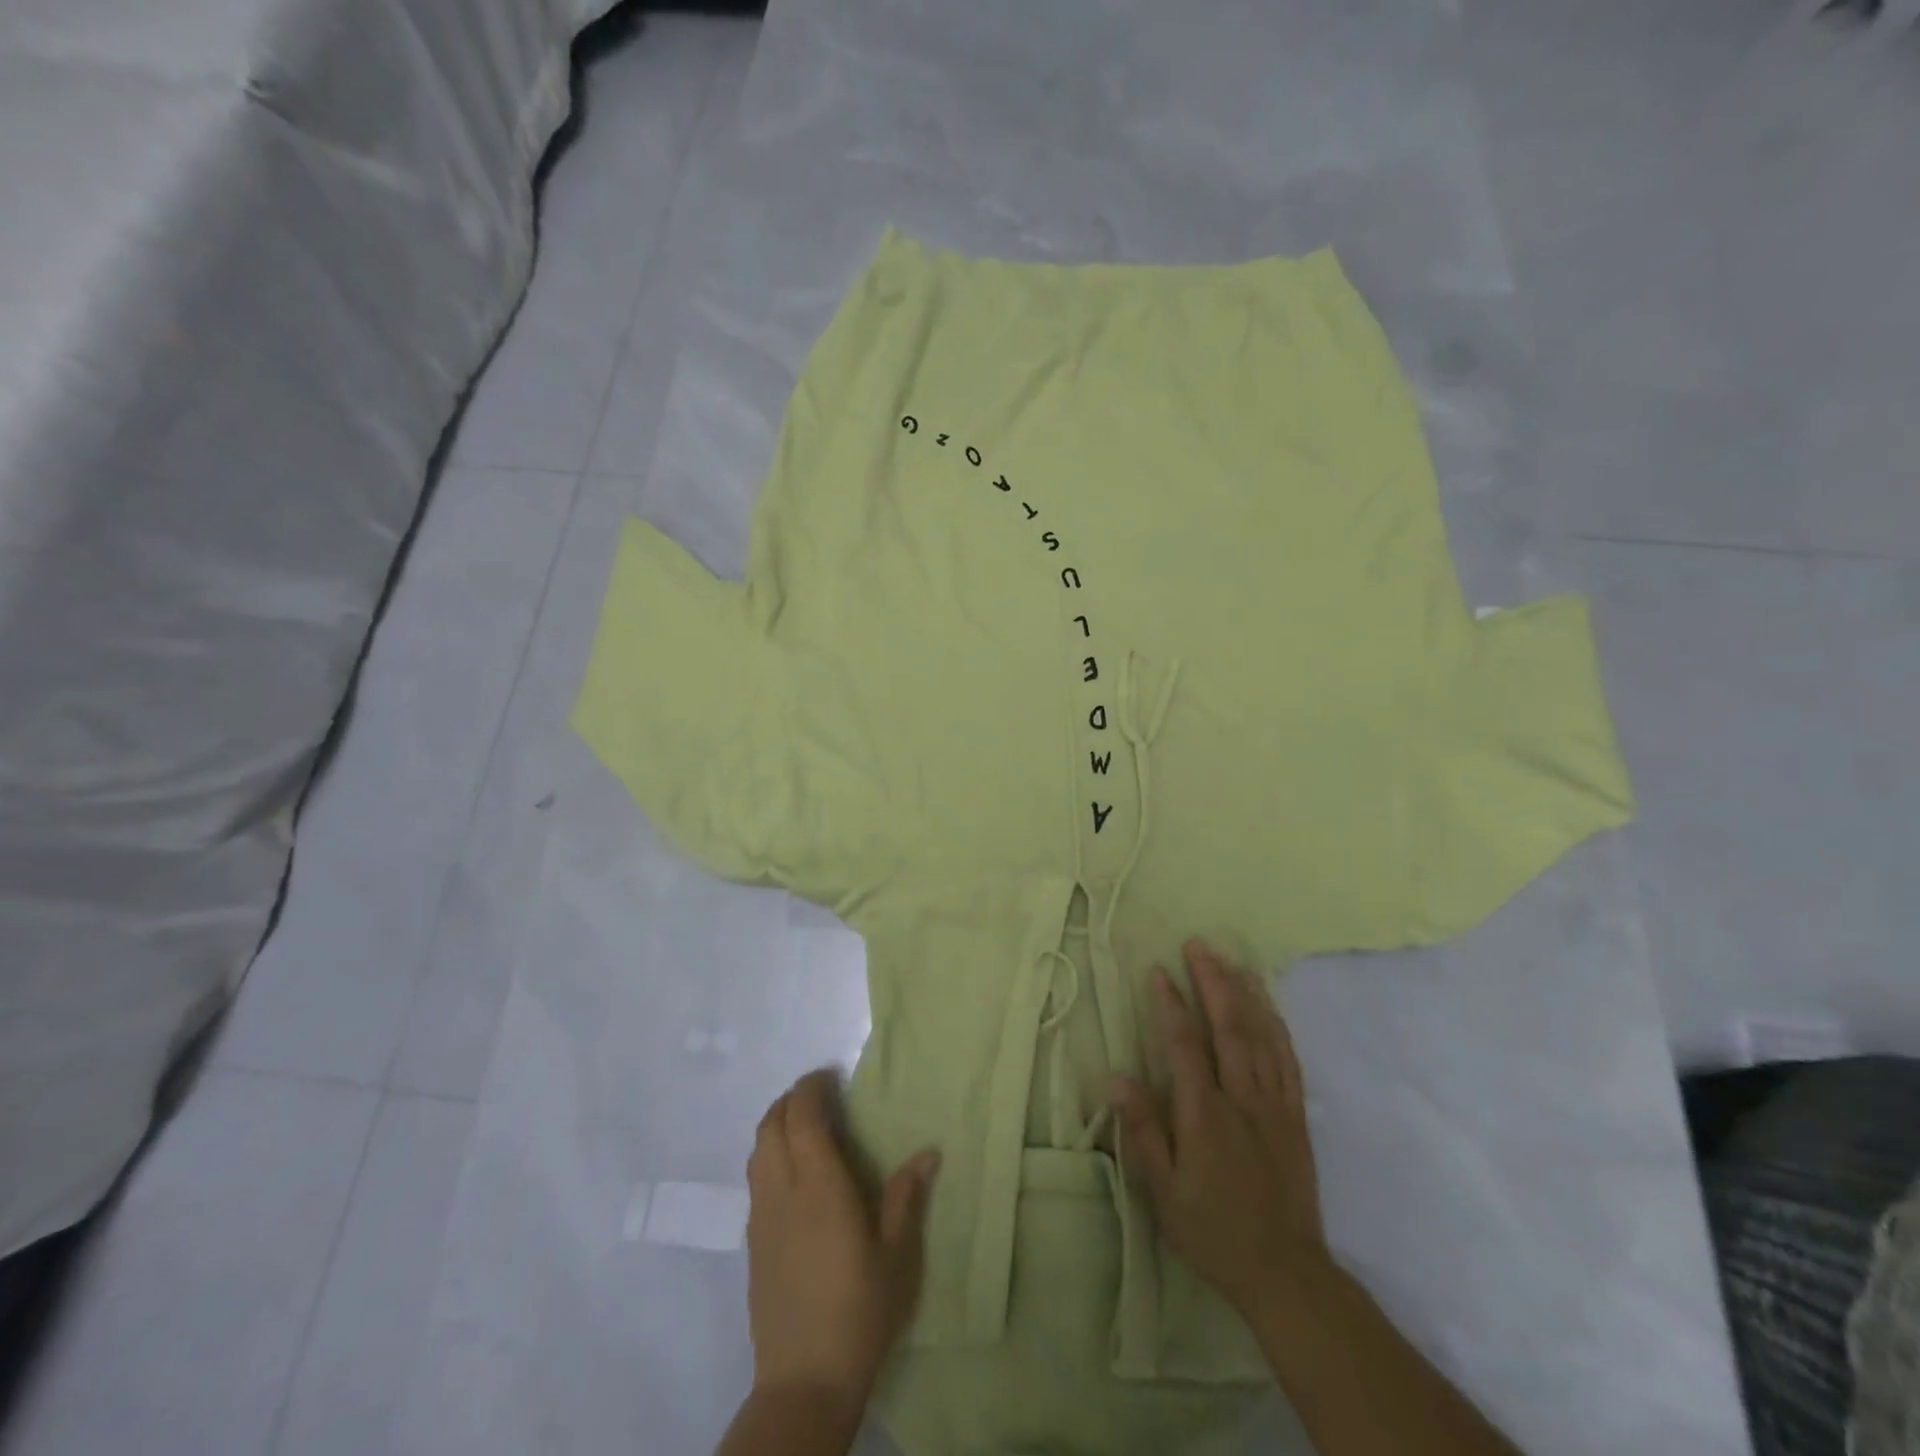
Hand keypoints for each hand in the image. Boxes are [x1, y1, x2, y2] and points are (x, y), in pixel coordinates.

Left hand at [743, 1070, 939, 1415]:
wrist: (805, 1381)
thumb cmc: (861, 1309)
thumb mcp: (898, 1253)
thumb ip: (907, 1196)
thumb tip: (928, 1151)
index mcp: (819, 1184)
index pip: (801, 1115)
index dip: (811, 1087)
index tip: (831, 1076)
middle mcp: (783, 1190)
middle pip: (771, 1124)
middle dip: (792, 1099)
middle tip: (821, 1095)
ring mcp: (762, 1216)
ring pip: (757, 1149)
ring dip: (777, 1124)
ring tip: (806, 1127)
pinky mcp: (752, 1241)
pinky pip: (755, 1177)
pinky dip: (770, 1154)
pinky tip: (794, 1174)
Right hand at [1110, 940, 1327, 1320]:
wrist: (1286, 1272)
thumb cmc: (1213, 1230)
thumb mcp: (1164, 1192)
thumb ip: (1141, 1132)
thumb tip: (1116, 1078)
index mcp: (1205, 1114)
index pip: (1184, 1045)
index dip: (1171, 1004)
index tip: (1158, 970)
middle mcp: (1242, 1098)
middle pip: (1228, 1027)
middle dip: (1212, 981)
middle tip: (1198, 945)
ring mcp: (1274, 1104)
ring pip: (1261, 1036)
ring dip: (1245, 994)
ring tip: (1232, 960)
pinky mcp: (1296, 1116)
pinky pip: (1288, 1060)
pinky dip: (1277, 1026)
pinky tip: (1269, 1006)